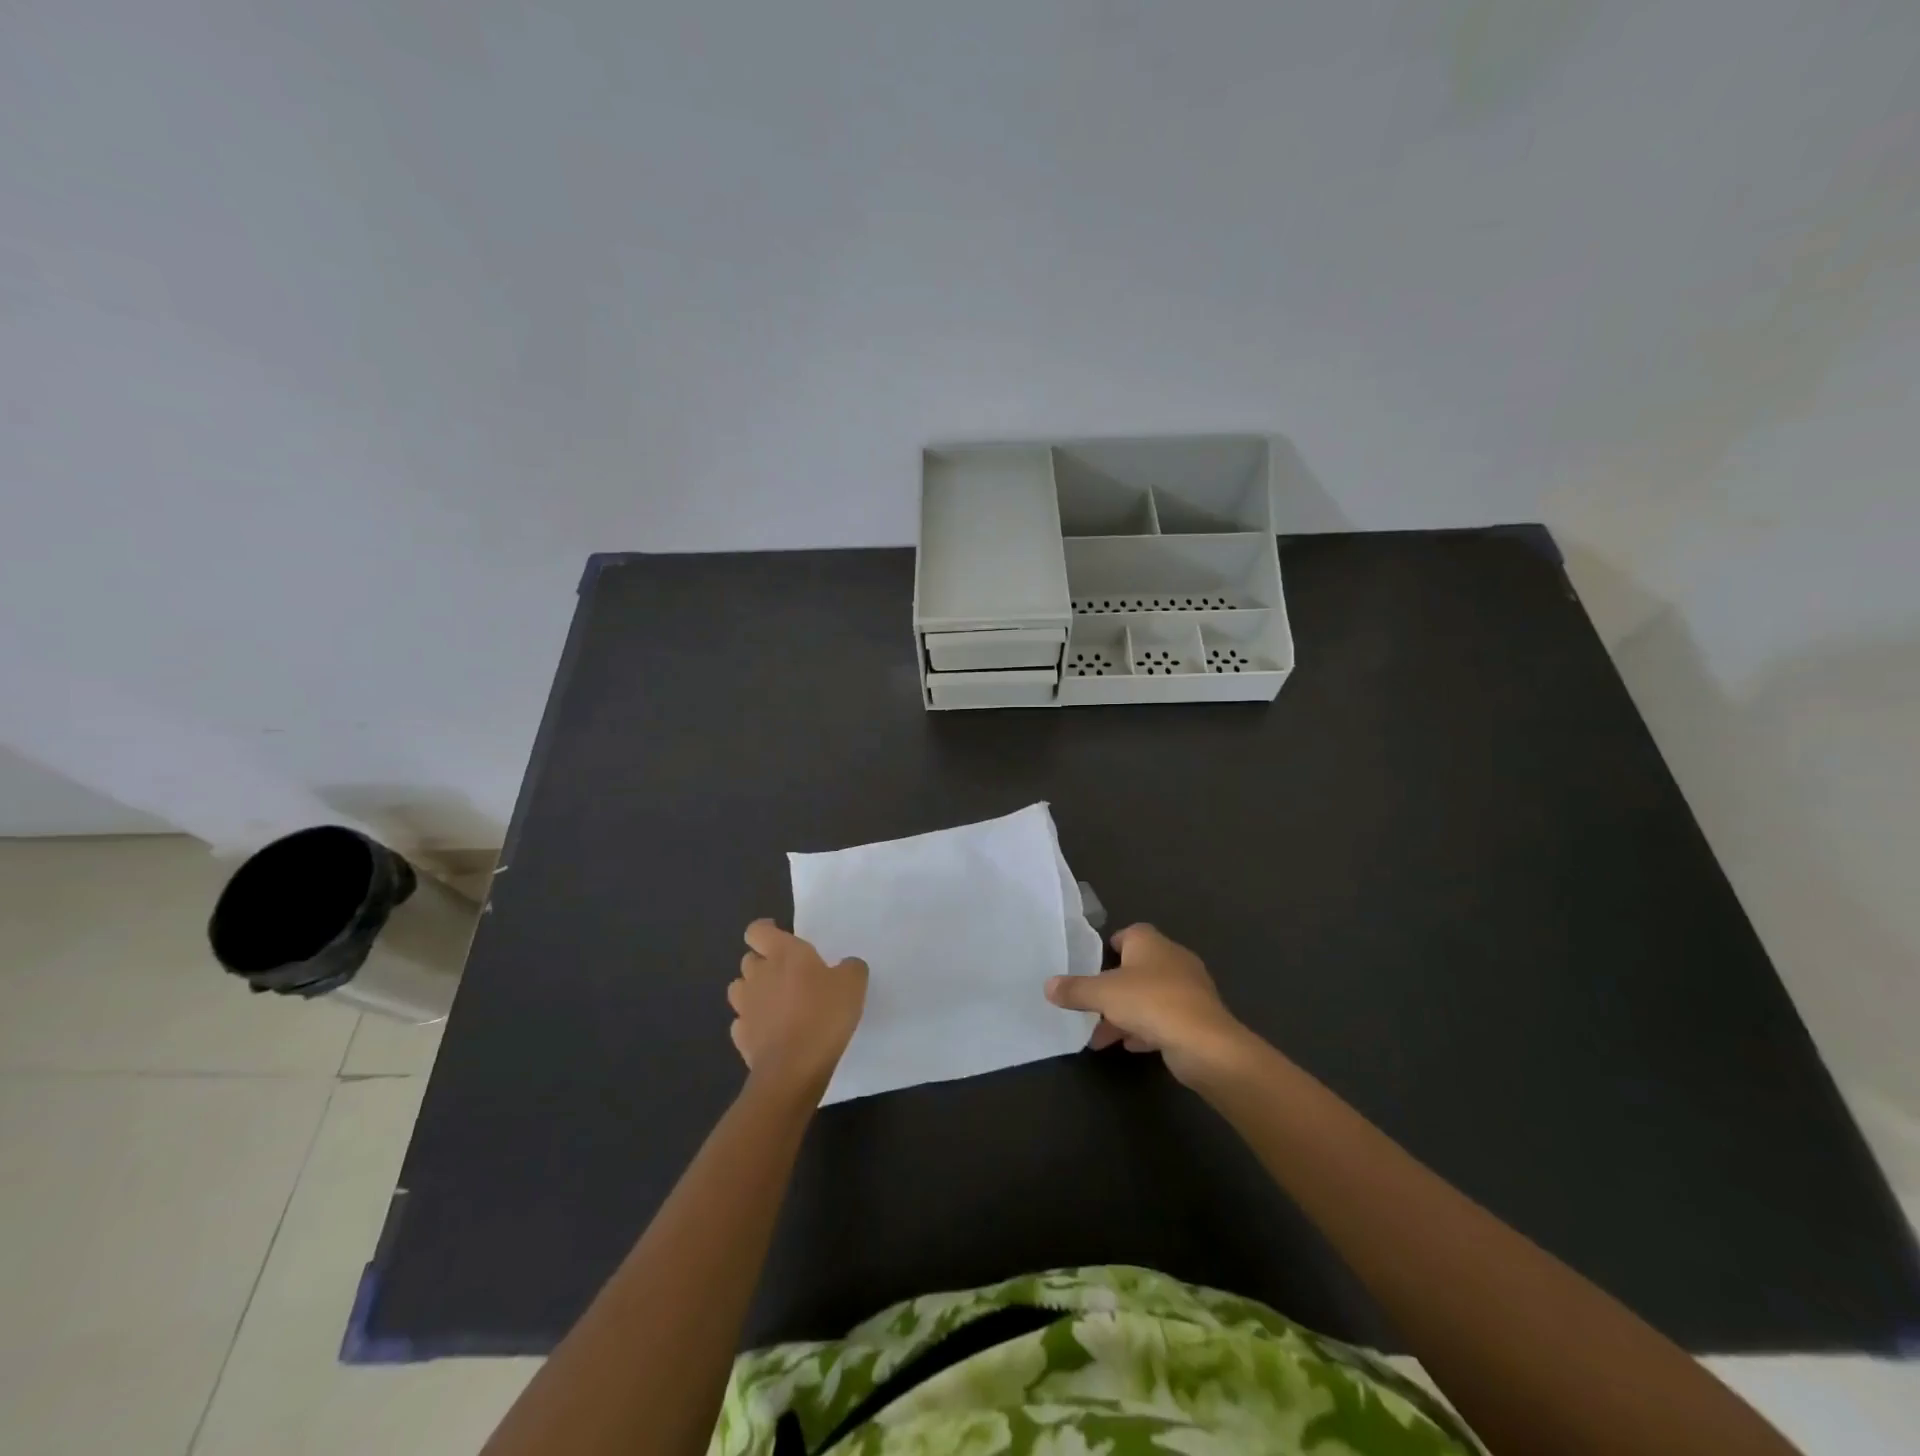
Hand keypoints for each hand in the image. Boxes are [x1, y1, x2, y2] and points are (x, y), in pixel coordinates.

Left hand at [729, 920, 867, 1100]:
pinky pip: (742, 1023)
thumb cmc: (824, 1015)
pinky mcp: (741, 1037)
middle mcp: (758, 975)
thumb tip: (846, 966)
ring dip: (753, 991)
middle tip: (787, 973)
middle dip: (763, 962)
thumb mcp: (853, 984)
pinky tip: (770, 1032)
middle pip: (749, 959)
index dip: (765, 930)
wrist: (794, 1069)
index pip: (757, 930)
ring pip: (740, 989)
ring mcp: (745, 1007)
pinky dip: (753, 1023)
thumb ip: (850, 968)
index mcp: (783, 954)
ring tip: (775, 1002)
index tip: (777, 934)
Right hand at [1045, 924, 1249, 1086]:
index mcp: (1151, 943)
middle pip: (1137, 968)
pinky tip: (1131, 1045)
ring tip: (1102, 1036)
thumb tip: (1048, 985)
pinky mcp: (1198, 1017)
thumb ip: (1074, 990)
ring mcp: (1188, 989)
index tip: (1094, 964)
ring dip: (1126, 1013)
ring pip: (1149, 996)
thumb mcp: (1103, 995)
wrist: (1205, 1043)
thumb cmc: (1151, 1003)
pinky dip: (1146, 1028)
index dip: (1111, 946)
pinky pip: (1165, 1018)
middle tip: (1091, 1006)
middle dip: (1113, 988)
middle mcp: (1172, 959)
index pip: (1129, 933)